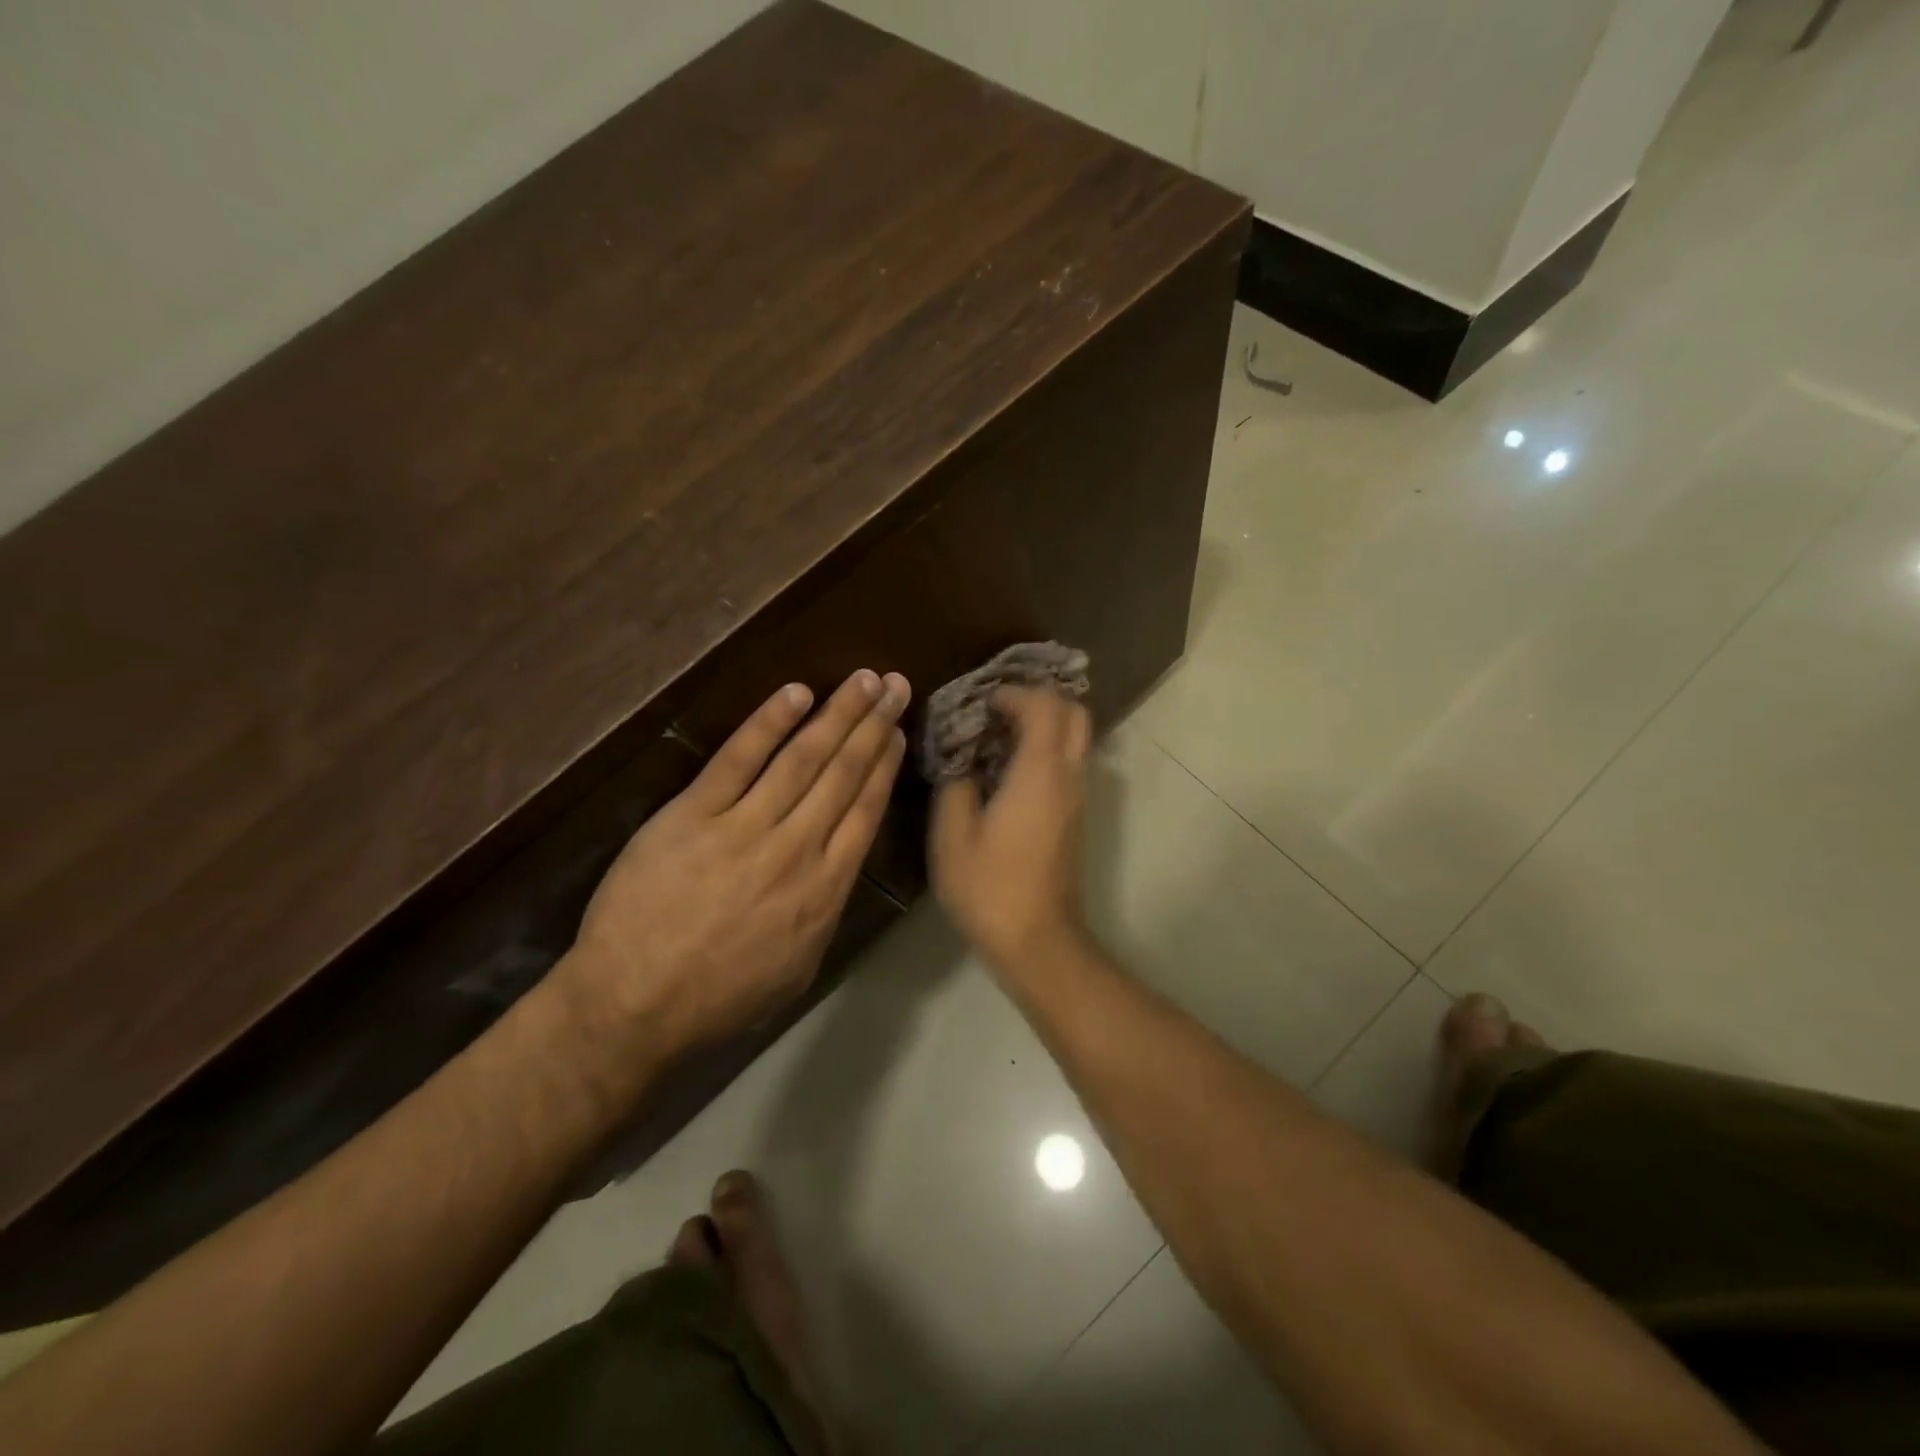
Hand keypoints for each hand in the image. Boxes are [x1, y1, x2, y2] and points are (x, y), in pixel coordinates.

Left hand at [562, 670, 908, 1053]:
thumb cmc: (720, 999)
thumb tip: (838, 863)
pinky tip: (796, 694)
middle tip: (895, 686)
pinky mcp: (693, 815)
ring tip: (863, 680)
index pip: (865, 811)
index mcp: (825, 889)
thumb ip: (825, 909)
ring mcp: (744, 827)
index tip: (898, 732)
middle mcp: (796, 849)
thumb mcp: (799, 966)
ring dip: (837, 715)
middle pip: (843, 775)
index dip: (884, 766)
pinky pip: (737, 759)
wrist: (633, 1006)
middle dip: (873, 726)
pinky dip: (768, 723)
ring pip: (802, 759)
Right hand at [930, 687, 1091, 972]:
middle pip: (1074, 713)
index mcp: (1039, 772)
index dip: (1013, 693)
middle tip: (998, 707)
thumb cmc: (990, 887)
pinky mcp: (1076, 817)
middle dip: (1039, 699)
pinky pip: (1069, 763)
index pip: (1044, 705)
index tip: (980, 702)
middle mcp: (1068, 776)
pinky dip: (1046, 748)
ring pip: (1076, 738)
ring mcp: (1078, 798)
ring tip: (998, 733)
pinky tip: (1008, 767)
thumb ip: (955, 785)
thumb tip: (962, 761)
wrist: (1038, 940)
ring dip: (1044, 723)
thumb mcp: (953, 835)